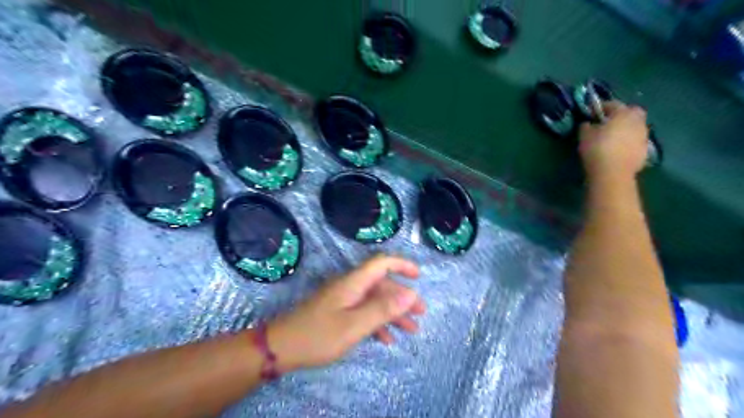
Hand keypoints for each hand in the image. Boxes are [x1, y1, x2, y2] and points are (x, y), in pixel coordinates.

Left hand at [265, 256, 424, 370]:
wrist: (281, 348)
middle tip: (420, 315)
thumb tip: (411, 294)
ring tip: (411, 330)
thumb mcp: (354, 325)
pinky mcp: (338, 312)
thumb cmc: (319, 335)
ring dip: (393, 314)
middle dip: (403, 298)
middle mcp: (350, 286)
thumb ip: (383, 309)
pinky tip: (386, 340)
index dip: (401, 265)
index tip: (419, 276)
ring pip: (374, 301)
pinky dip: (377, 323)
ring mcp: (343, 299)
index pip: (381, 263)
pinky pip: (363, 312)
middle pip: (382, 285)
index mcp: (353, 283)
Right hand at [578, 101, 648, 181]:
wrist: (612, 173)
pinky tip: (618, 150)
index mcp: (623, 114)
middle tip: (608, 123)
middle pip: (632, 112)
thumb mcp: (584, 135)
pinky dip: (629, 143)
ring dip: (626, 129)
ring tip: (613, 138)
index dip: (602, 107)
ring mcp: (644, 137)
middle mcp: (638, 122)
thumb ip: (586, 126)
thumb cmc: (597, 149)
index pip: (613, 104)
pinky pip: (636, 142)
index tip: (592, 112)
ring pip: (636, 127)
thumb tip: (588, 123)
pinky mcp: (645, 151)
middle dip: (622, 114)